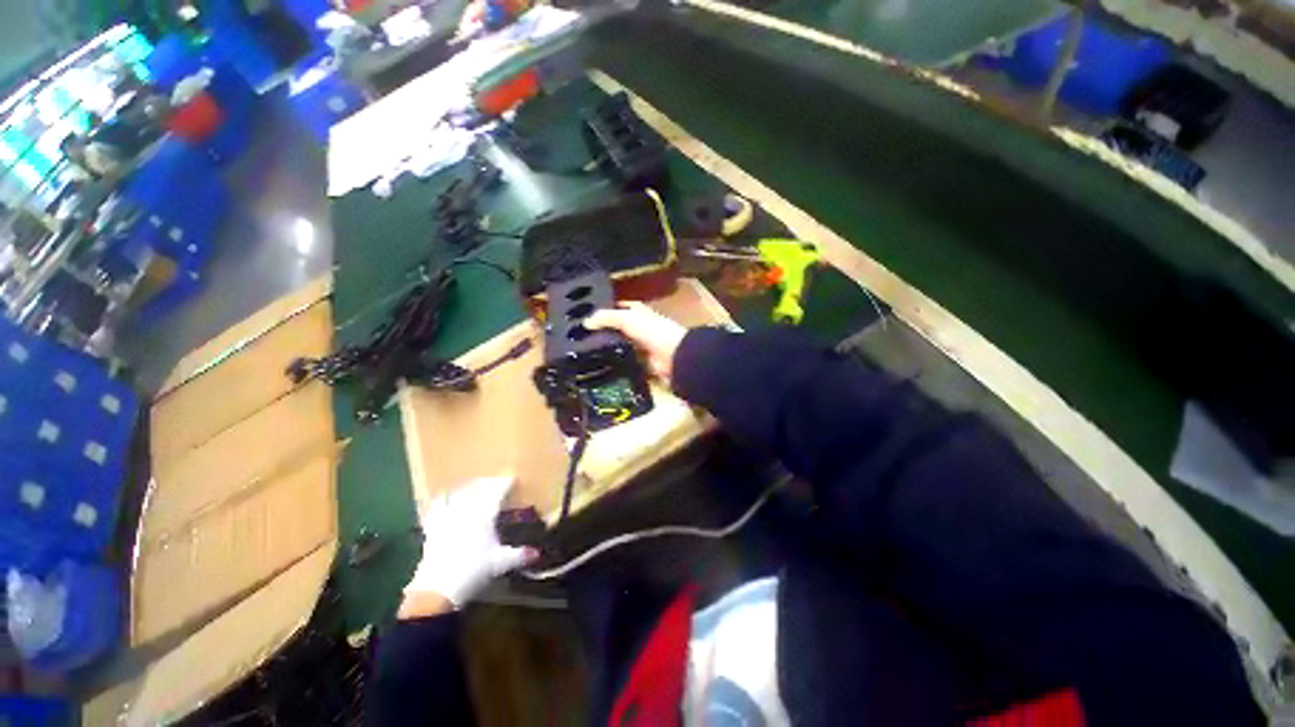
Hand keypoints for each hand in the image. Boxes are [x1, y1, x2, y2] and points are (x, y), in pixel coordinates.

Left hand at [401, 475, 532, 616]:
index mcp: (485, 515)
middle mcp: (466, 510)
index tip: (511, 478)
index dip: (505, 483)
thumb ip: (519, 555)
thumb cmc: (474, 570)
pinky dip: (442, 500)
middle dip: (486, 483)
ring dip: (466, 488)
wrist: (438, 587)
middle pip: (477, 488)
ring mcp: (447, 517)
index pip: (497, 491)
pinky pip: (437, 507)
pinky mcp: (433, 527)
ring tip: (471, 485)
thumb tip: (537, 553)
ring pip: (458, 494)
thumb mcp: (501, 563)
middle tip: (493, 481)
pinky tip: (443, 497)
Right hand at [584, 302, 687, 383]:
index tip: (586, 315)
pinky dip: (616, 364)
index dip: (606, 309)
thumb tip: (585, 322)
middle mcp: (640, 327)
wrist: (674, 356)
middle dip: (603, 332)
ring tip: (585, 353)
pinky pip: (625, 362)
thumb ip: (606, 317)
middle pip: (618, 328)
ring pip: (620, 346)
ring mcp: (641, 346)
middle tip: (581, 337)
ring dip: (607, 349)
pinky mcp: (642, 363)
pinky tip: (600, 366)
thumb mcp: (627, 318)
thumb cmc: (652, 330)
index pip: (619, 307)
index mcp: (639, 312)